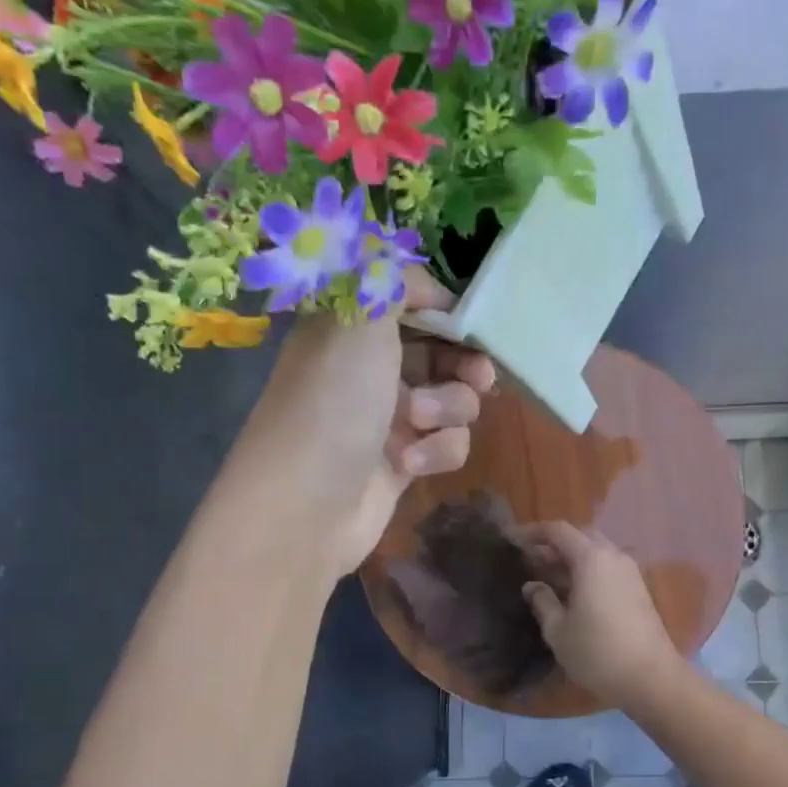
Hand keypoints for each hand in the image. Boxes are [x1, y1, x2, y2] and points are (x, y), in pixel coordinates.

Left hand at [240, 270, 495, 576]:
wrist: (306, 506)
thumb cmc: (333, 404)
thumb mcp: (359, 321)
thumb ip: (392, 280)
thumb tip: (422, 280)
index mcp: (351, 329)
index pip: (408, 303)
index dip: (442, 308)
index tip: (467, 319)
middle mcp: (369, 369)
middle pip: (440, 352)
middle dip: (464, 363)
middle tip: (481, 374)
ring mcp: (388, 417)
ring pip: (452, 400)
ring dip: (448, 408)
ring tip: (419, 421)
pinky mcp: (404, 461)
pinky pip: (446, 443)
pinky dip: (436, 450)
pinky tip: (409, 463)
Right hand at [517, 522, 681, 707]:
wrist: (651, 677)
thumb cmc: (597, 652)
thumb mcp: (558, 630)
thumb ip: (542, 602)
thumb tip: (532, 586)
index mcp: (591, 559)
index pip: (559, 531)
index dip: (534, 532)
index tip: (513, 541)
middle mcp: (613, 556)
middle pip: (580, 536)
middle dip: (554, 543)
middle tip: (530, 559)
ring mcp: (630, 572)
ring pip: (596, 551)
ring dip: (571, 557)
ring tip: (548, 576)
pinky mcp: (638, 588)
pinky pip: (607, 566)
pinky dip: (587, 569)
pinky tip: (573, 591)